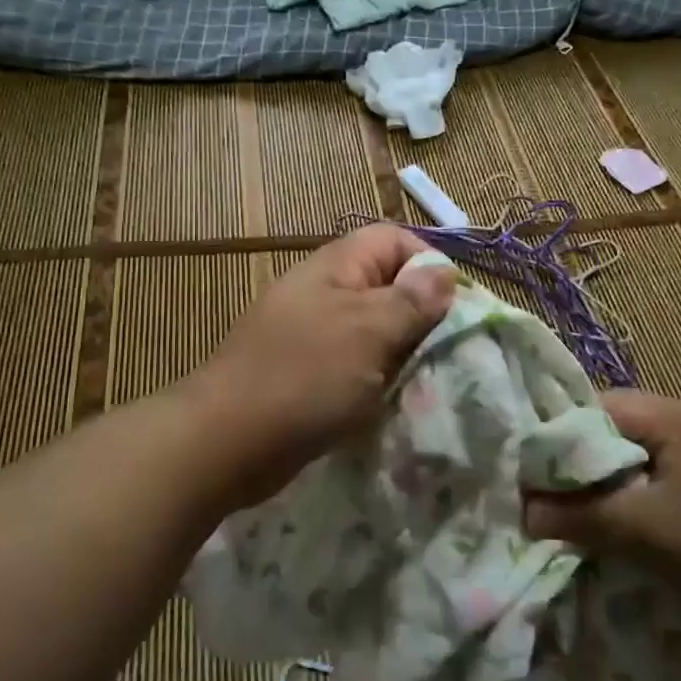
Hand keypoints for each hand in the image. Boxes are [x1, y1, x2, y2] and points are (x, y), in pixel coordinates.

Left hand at [185, 224, 454, 511]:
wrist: (227, 441)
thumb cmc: (305, 376)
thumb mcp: (368, 332)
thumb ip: (411, 301)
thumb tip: (444, 272)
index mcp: (336, 266)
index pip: (394, 239)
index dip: (429, 264)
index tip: (454, 308)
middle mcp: (323, 290)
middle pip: (386, 284)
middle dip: (419, 314)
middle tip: (443, 351)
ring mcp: (312, 331)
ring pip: (372, 328)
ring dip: (399, 351)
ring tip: (422, 380)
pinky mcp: (306, 370)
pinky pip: (353, 361)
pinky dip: (374, 377)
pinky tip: (389, 401)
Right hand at [523, 389, 680, 646]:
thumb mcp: (644, 533)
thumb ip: (580, 516)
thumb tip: (524, 511)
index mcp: (680, 416)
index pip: (602, 407)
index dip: (564, 437)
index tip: (537, 474)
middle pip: (623, 431)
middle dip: (588, 465)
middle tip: (559, 499)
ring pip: (645, 458)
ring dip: (616, 485)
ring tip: (591, 517)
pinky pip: (670, 478)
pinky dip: (645, 498)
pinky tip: (637, 529)